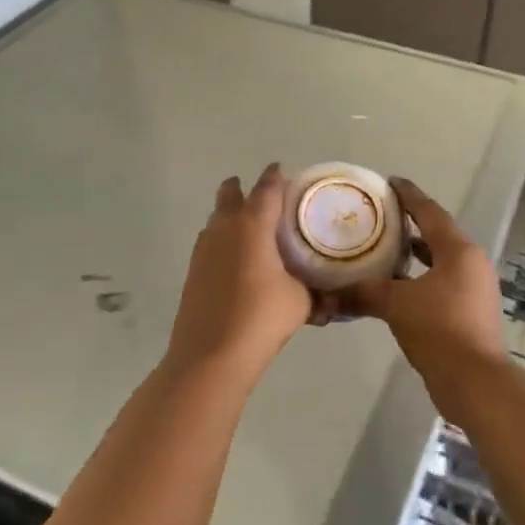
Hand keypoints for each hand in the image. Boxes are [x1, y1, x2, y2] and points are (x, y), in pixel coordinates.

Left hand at [165, 164, 320, 377]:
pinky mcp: (194, 271)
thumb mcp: (300, 302)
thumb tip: (331, 299)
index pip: (266, 189)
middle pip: (230, 195)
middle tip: (261, 197)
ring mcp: (204, 249)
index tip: (280, 169)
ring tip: (252, 229)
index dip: (275, 177)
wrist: (211, 354)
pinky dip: (224, 241)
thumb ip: (316, 293)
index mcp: (253, 225)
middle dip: (242, 189)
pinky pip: (211, 243)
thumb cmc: (261, 318)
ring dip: (231, 215)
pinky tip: (237, 260)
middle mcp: (224, 229)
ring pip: (217, 219)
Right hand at [337, 179, 506, 387]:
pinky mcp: (471, 312)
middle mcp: (471, 263)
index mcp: (458, 251)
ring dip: (414, 255)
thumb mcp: (396, 305)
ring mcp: (475, 289)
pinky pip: (442, 283)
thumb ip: (364, 293)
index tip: (389, 182)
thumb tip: (328, 293)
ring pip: (440, 261)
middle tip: (379, 218)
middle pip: (437, 235)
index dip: (408, 195)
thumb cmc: (439, 329)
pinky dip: (420, 279)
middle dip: (409, 225)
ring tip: (383, 250)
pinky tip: (396, 289)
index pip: (430, 212)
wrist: (475, 381)